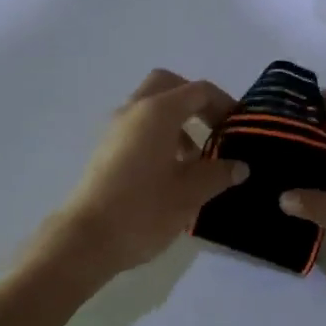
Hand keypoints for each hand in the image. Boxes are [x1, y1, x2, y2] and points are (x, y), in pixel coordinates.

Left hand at [44, 69, 246, 282]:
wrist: (86, 240)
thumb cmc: (143, 210)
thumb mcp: (190, 193)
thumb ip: (218, 173)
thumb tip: (240, 166)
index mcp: (158, 112)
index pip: (199, 91)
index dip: (224, 104)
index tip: (240, 127)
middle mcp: (134, 110)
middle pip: (168, 85)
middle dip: (195, 100)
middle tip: (214, 127)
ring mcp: (115, 129)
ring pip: (150, 106)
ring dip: (177, 120)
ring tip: (196, 158)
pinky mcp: (105, 149)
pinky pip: (138, 127)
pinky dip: (159, 135)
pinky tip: (171, 171)